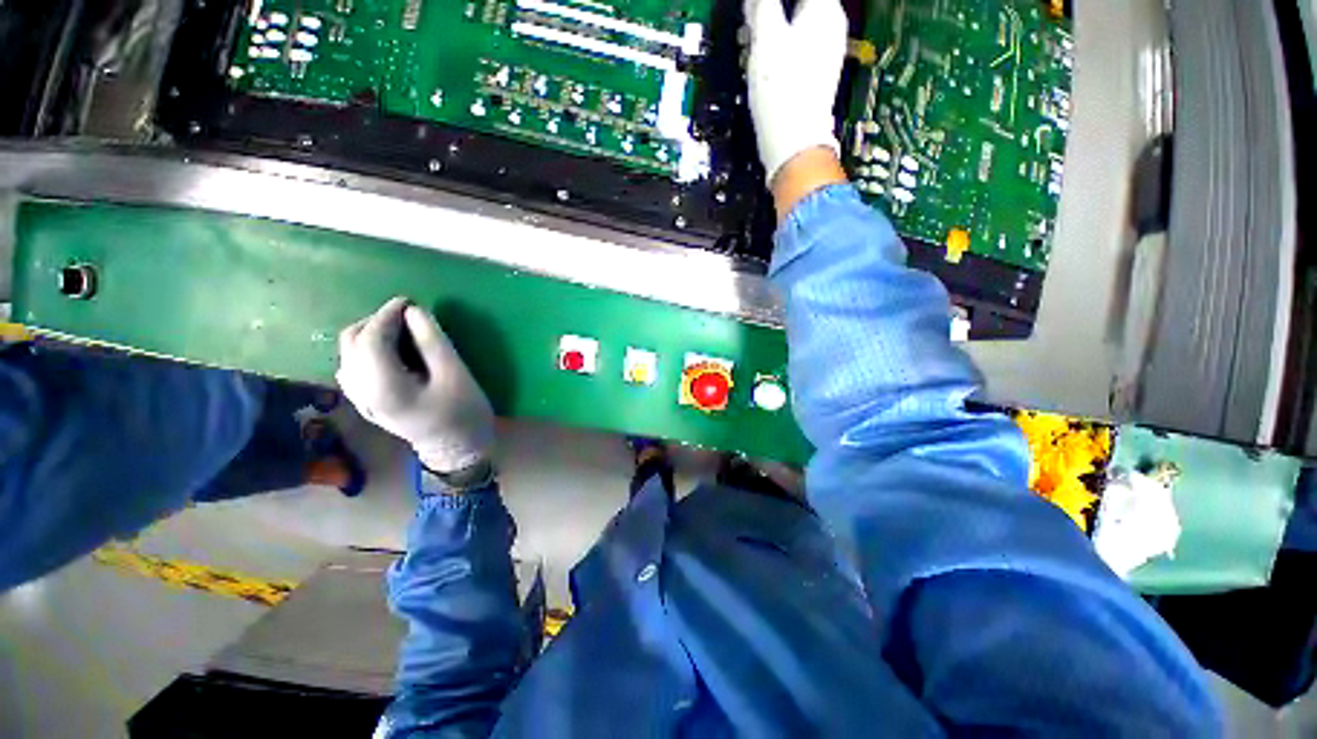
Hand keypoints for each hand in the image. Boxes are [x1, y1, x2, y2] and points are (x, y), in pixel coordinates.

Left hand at [336, 297, 494, 473]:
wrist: (456, 449)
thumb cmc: (463, 411)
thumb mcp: (455, 374)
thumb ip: (432, 341)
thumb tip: (414, 311)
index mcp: (384, 387)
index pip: (372, 338)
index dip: (387, 314)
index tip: (409, 300)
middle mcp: (361, 392)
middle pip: (352, 342)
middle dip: (376, 321)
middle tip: (408, 315)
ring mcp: (359, 399)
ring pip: (348, 353)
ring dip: (370, 334)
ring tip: (401, 330)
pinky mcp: (364, 401)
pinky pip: (352, 366)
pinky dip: (366, 349)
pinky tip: (389, 351)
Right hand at [743, 0, 847, 184]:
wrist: (793, 145)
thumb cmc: (783, 95)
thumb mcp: (765, 40)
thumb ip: (762, 4)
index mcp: (826, 11)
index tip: (756, 7)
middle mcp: (832, 29)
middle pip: (800, 2)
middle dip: (772, 6)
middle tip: (751, 14)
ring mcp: (826, 55)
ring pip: (797, 23)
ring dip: (774, 23)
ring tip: (753, 32)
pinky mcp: (815, 77)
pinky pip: (797, 46)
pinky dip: (779, 44)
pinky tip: (765, 57)